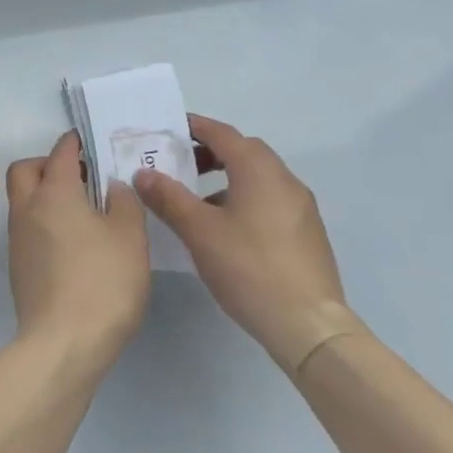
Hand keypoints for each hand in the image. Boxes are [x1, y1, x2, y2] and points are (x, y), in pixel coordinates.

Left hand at [5, 131, 150, 375]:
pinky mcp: (17, 266)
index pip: (61, 152)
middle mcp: (27, 208)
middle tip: (80, 176)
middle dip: (49, 164)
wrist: (62, 344)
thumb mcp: (130, 237)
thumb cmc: (102, 283)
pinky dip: (44, 221)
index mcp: (54, 192)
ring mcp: (17, 238)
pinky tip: (73, 242)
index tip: (90, 141)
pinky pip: (27, 227)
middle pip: (26, 169)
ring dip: (45, 194)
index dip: (75, 143)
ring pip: (23, 199)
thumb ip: (124, 202)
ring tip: (82, 210)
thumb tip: (111, 186)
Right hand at [133, 115, 361, 376]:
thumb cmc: (249, 268)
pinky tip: (226, 229)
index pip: (222, 134)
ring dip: (227, 178)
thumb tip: (143, 173)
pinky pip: (270, 199)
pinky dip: (244, 198)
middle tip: (179, 166)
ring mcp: (301, 207)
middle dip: (210, 153)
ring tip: (197, 201)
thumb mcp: (199, 231)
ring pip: (258, 178)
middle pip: (243, 151)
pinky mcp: (306, 232)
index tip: (167, 130)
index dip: (194, 127)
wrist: (308, 325)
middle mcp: (284, 179)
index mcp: (259, 170)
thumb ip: (168, 197)